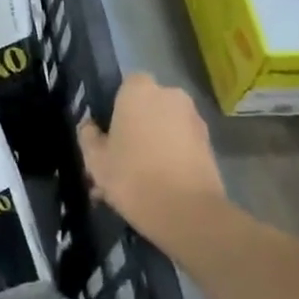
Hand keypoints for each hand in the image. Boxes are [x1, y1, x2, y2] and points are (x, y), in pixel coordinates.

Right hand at [78, 73, 225, 256]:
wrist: (188, 213)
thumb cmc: (132, 176)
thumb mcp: (95, 160)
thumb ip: (89, 137)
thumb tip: (90, 127)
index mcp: (139, 91)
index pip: (126, 85)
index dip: (116, 106)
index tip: (108, 131)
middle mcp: (170, 96)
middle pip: (148, 107)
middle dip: (136, 126)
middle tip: (120, 158)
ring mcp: (194, 120)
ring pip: (165, 128)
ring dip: (153, 144)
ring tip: (137, 180)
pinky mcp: (210, 145)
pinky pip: (181, 145)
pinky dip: (170, 158)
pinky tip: (157, 187)